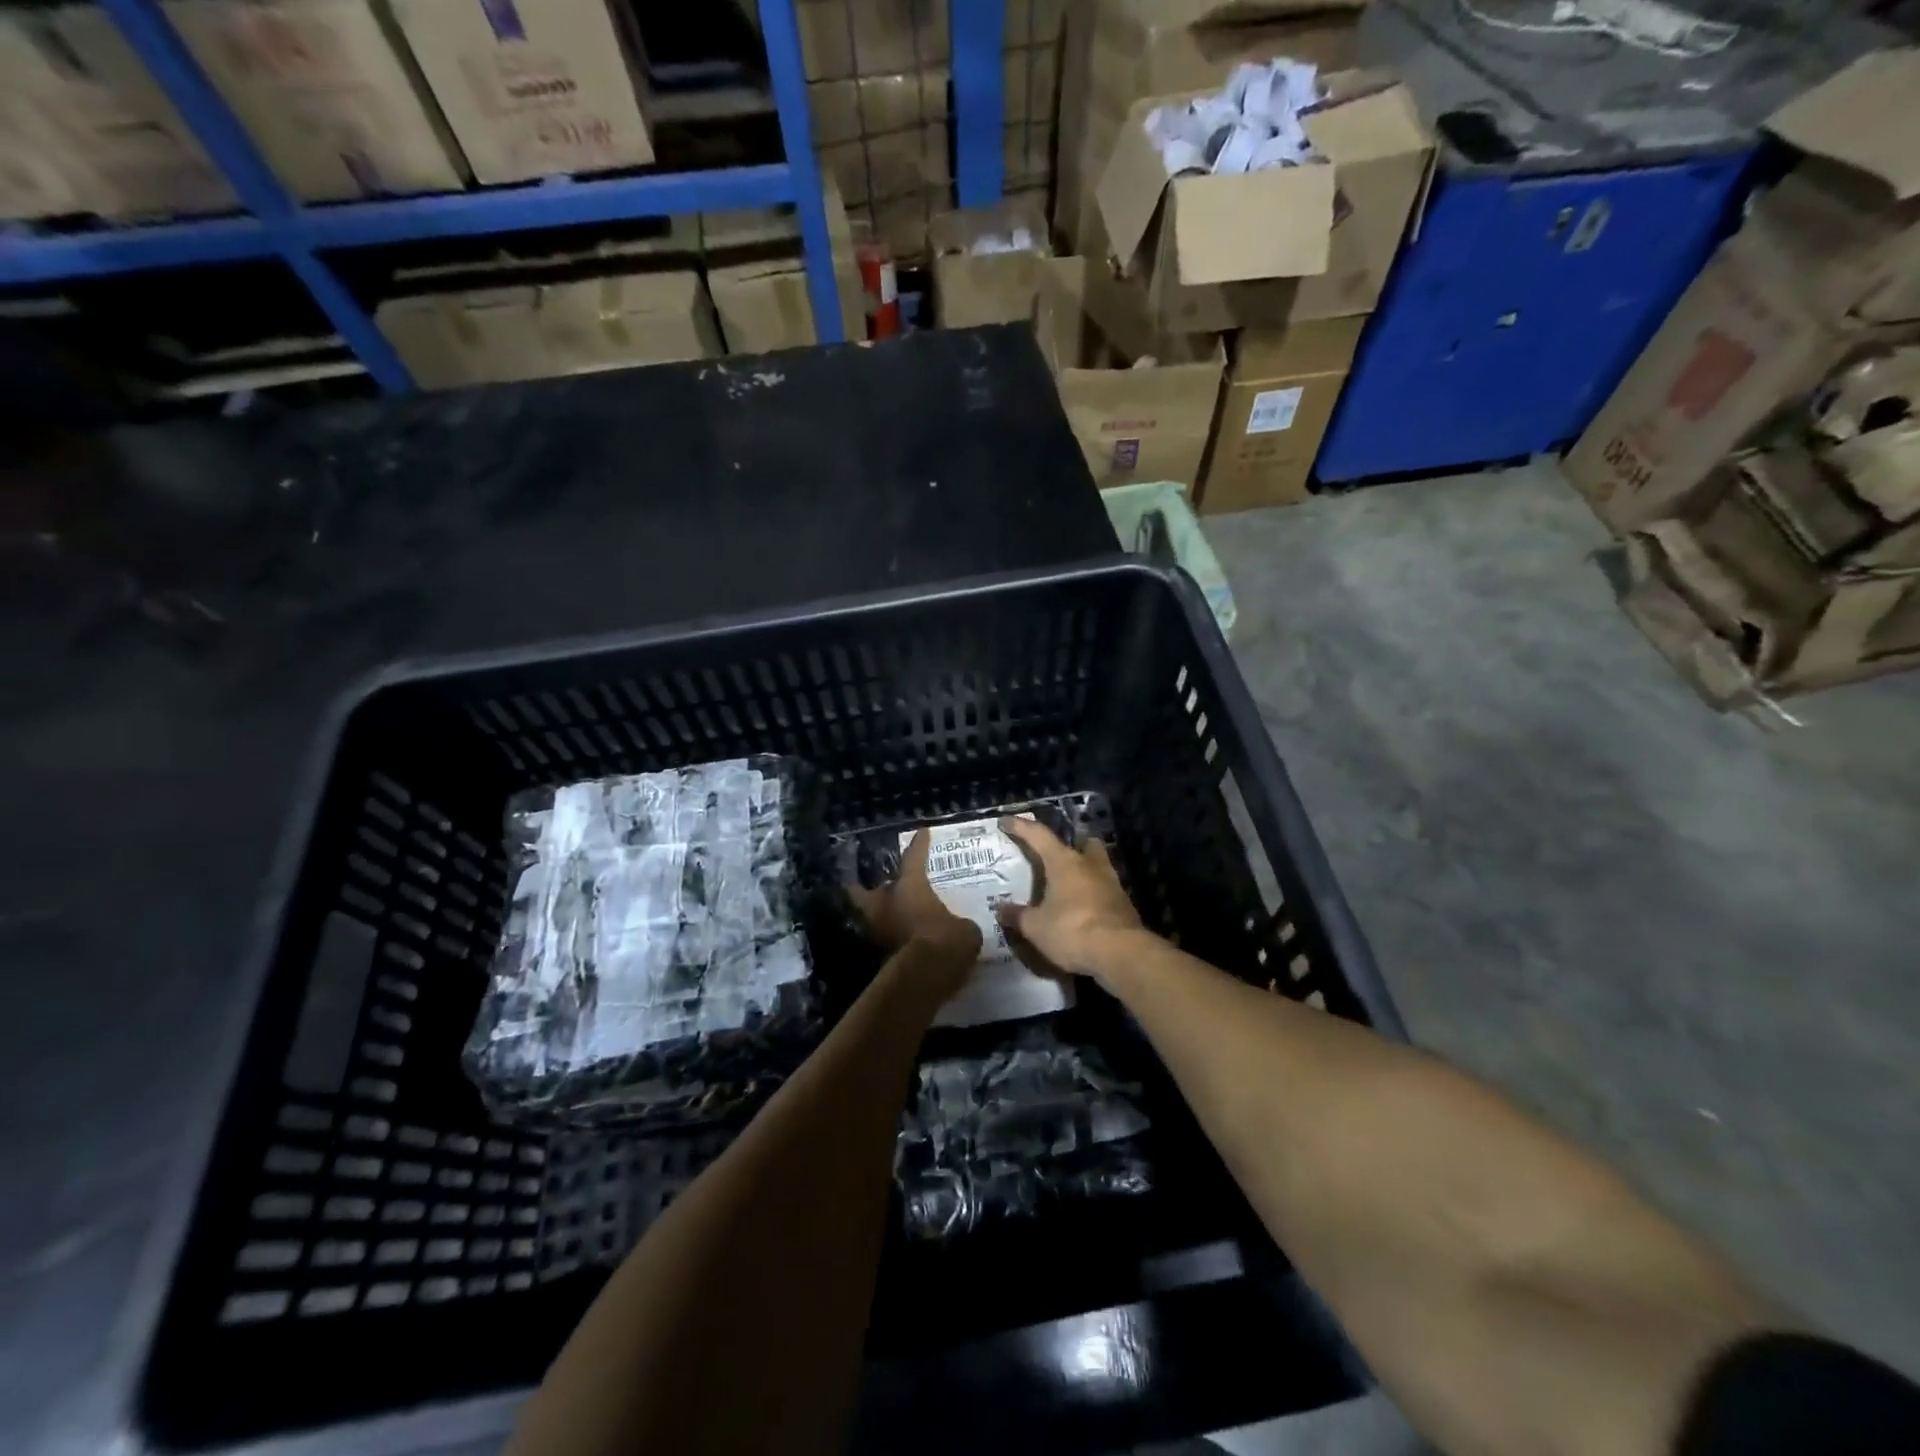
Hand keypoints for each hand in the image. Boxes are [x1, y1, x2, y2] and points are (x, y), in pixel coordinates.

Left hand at [848, 830, 981, 992]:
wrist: (923, 979)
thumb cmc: (946, 941)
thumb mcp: (966, 930)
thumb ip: (960, 924)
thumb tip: (963, 928)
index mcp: (910, 887)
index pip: (914, 859)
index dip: (919, 846)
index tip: (922, 833)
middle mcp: (886, 904)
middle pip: (865, 891)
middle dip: (867, 888)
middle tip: (876, 886)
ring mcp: (878, 931)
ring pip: (870, 918)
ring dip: (878, 917)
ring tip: (892, 916)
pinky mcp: (878, 957)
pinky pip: (883, 942)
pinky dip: (889, 940)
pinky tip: (903, 942)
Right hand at [994, 817, 1145, 983]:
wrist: (1120, 953)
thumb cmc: (1072, 930)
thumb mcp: (1036, 927)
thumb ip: (1018, 915)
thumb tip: (1000, 908)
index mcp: (1064, 862)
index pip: (1039, 835)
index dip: (1020, 826)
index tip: (1005, 821)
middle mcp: (1090, 864)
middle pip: (1083, 842)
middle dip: (1071, 844)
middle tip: (1056, 854)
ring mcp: (1112, 883)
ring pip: (1098, 865)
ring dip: (1085, 870)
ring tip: (1068, 885)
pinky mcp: (1124, 904)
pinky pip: (1105, 889)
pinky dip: (1093, 894)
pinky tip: (1083, 908)